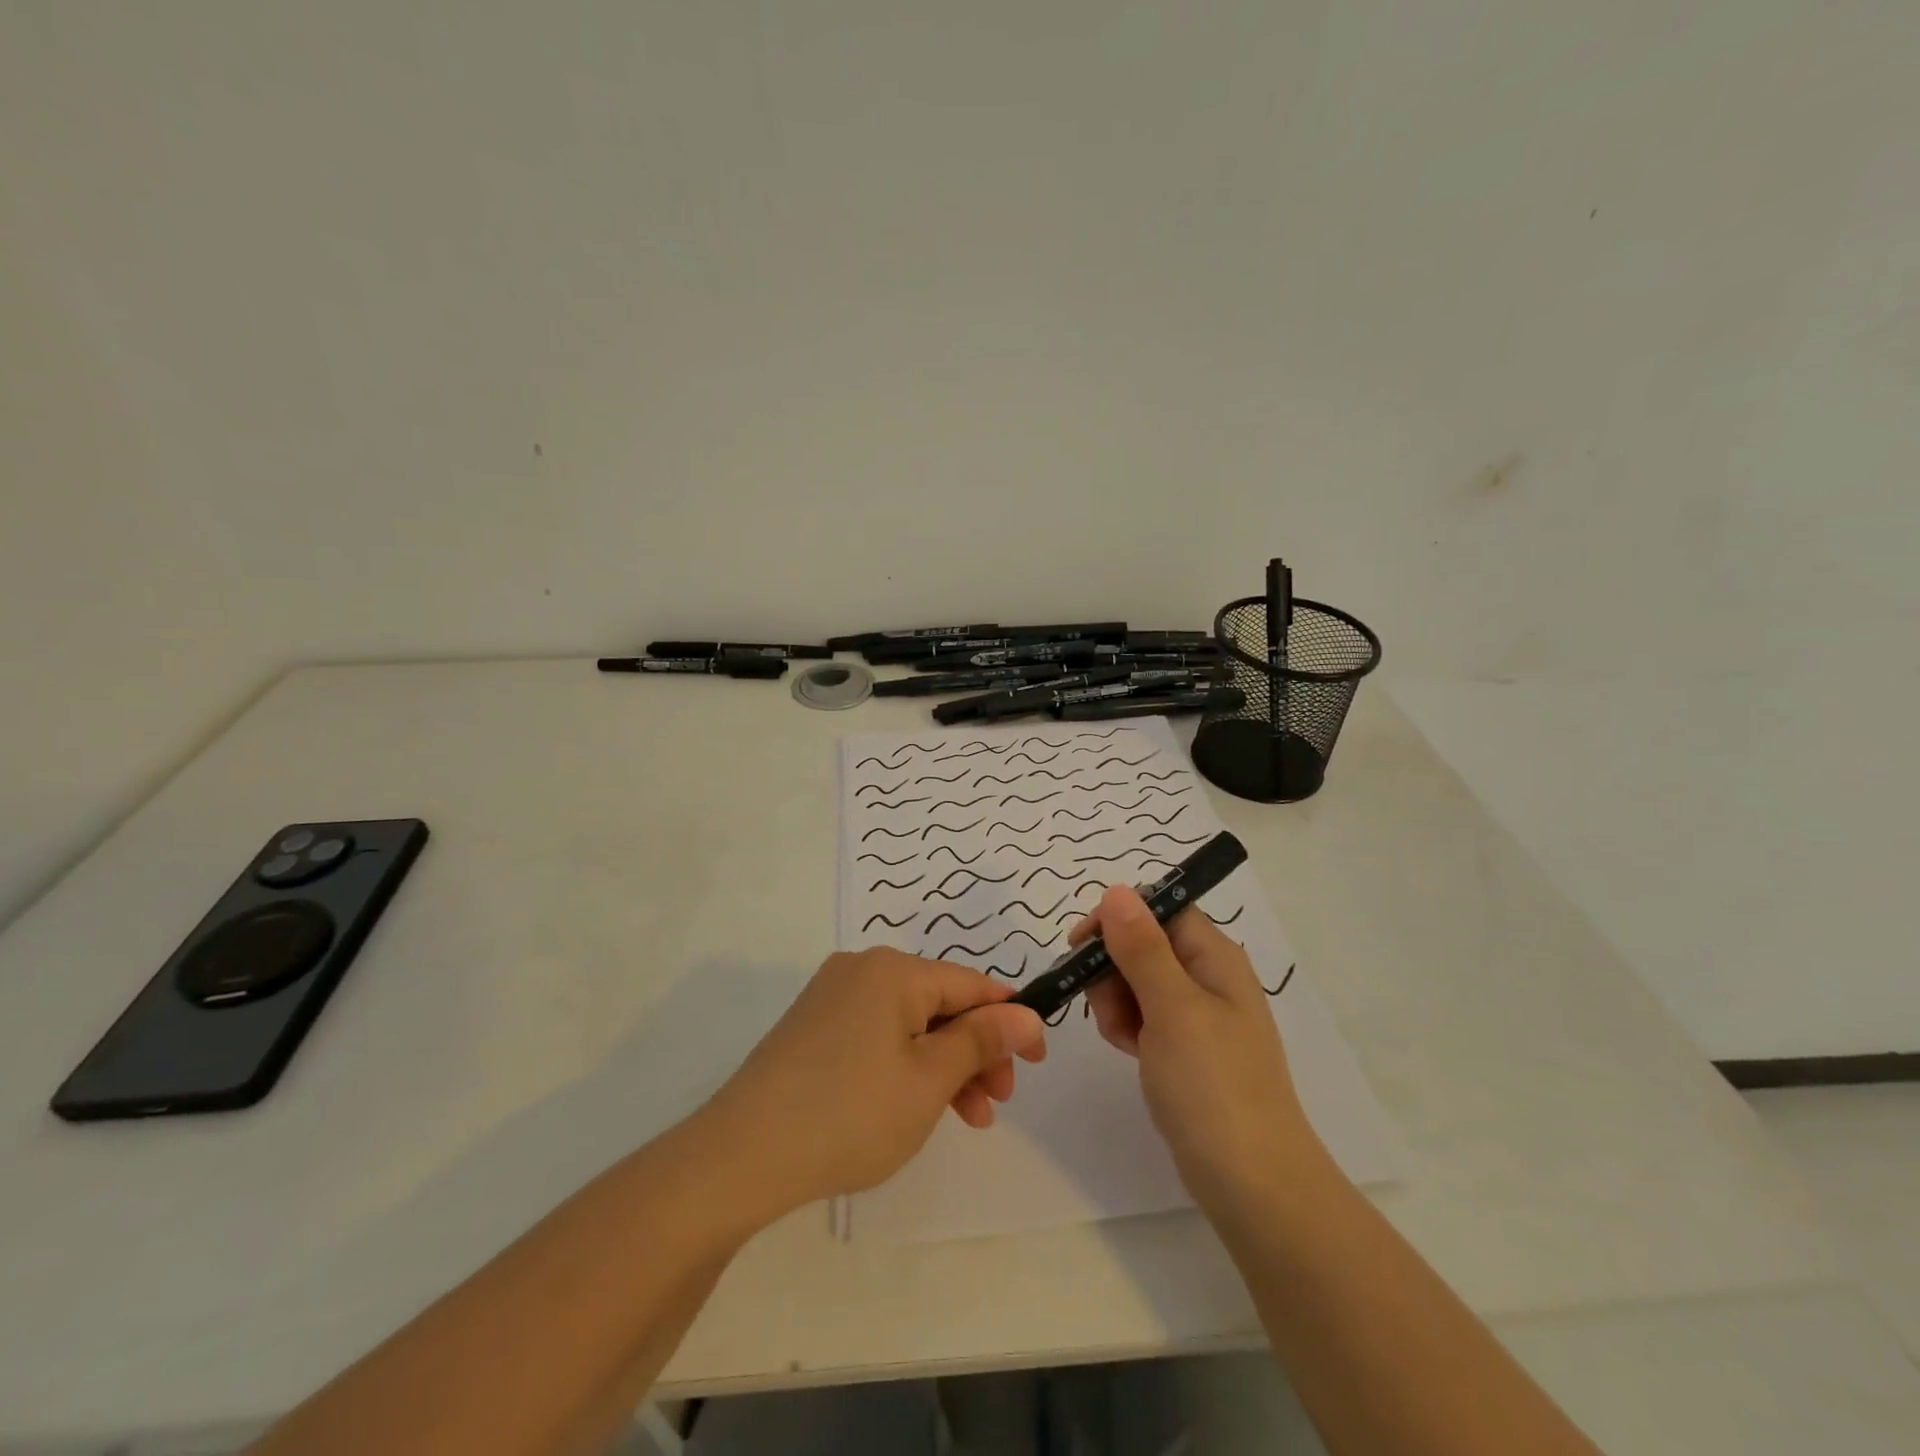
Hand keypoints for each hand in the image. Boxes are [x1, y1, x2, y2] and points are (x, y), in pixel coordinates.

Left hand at [701, 950, 1046, 1217]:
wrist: (741, 1155)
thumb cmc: (850, 1113)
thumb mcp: (929, 1079)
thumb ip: (981, 1041)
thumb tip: (1026, 1014)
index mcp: (893, 970)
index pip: (971, 984)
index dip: (1010, 1020)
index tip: (1037, 1061)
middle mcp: (861, 970)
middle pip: (939, 1003)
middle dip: (975, 1051)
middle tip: (996, 1103)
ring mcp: (831, 998)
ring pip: (909, 1024)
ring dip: (943, 1066)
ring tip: (965, 1119)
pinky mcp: (812, 1028)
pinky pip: (876, 1036)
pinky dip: (905, 1066)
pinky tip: (913, 1106)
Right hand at [1078, 885, 1316, 1212]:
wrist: (1252, 1183)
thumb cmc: (1213, 1085)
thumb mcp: (1172, 1008)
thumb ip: (1141, 947)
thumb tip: (1118, 890)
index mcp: (1214, 956)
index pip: (1159, 908)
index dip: (1118, 919)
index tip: (1081, 945)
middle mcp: (1207, 976)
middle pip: (1142, 943)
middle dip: (1112, 967)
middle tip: (1108, 1006)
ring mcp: (1196, 1015)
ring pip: (1136, 980)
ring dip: (1115, 1001)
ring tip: (1124, 1037)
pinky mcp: (1184, 1048)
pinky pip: (1143, 1016)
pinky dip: (1127, 1026)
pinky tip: (1129, 1051)